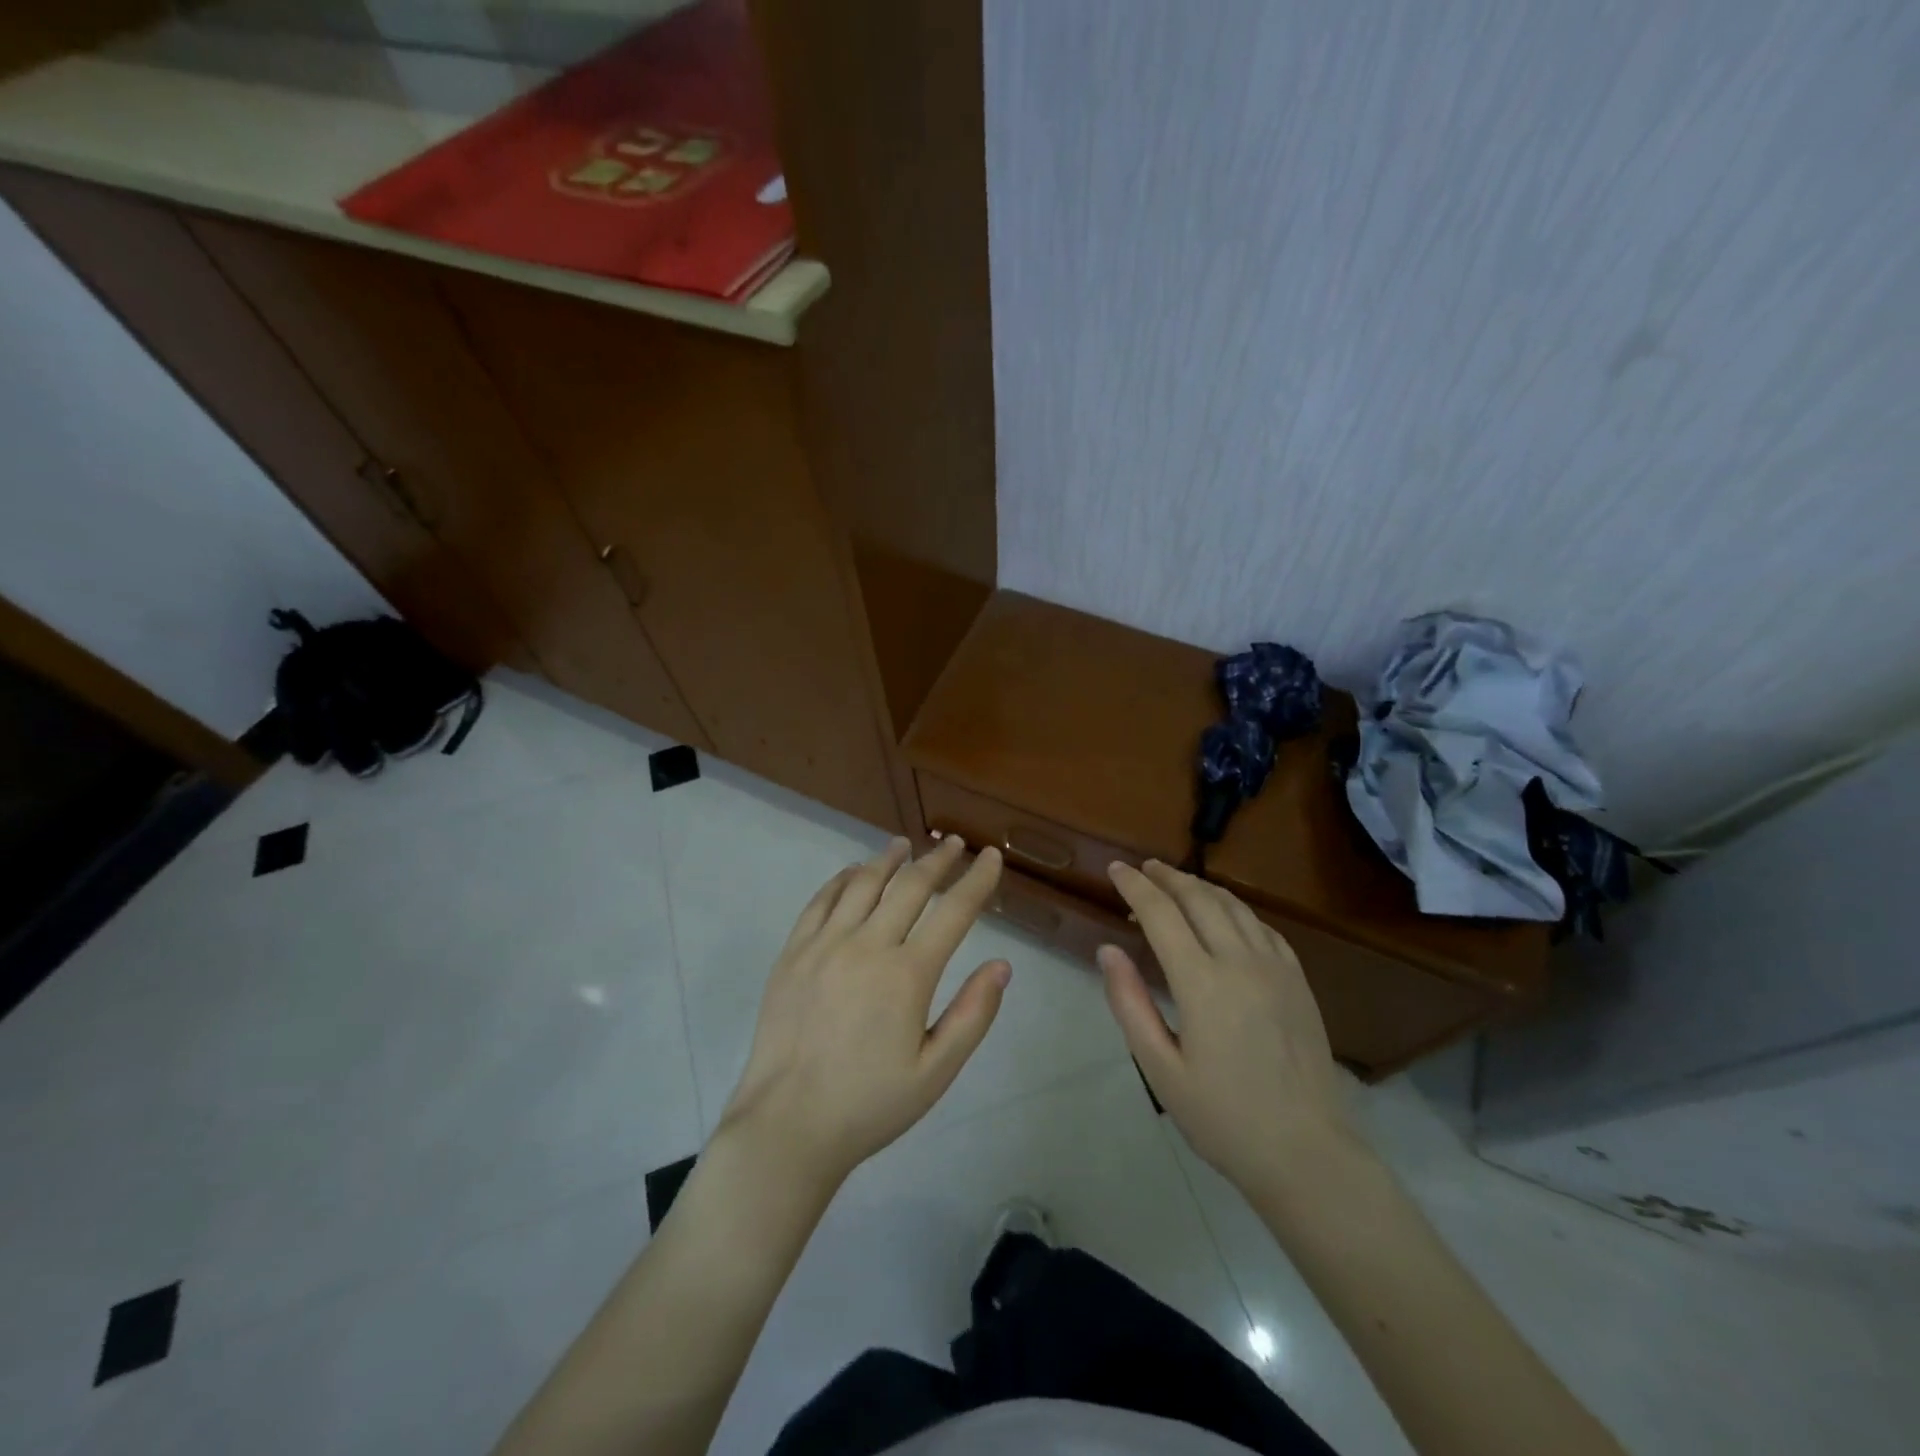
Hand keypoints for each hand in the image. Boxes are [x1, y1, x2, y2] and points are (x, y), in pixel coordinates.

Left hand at [718, 836, 1009, 1188]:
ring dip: (888, 860)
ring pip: (863, 883)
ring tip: (904, 845)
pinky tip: (853, 872)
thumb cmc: (869, 1104)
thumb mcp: (935, 1072)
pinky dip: (842, 879)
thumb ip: (973, 1015)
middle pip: (910, 886)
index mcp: (907, 975)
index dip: (977, 880)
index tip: (991, 856)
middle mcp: (868, 946)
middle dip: (937, 861)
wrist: (787, 1124)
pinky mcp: (793, 952)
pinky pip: (821, 900)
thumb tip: (1002, 965)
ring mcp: (825, 944)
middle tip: (952, 843)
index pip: (954, 912)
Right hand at [1098, 860, 1358, 1197]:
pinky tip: (1226, 916)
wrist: (1306, 1154)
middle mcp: (1241, 962)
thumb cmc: (1223, 1118)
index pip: (1161, 914)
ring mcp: (1276, 969)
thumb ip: (1130, 1004)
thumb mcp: (1160, 1069)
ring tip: (1177, 882)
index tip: (1116, 868)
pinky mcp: (1298, 981)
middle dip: (1167, 877)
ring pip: (1234, 906)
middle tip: (1143, 868)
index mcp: (1202, 983)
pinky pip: (1263, 927)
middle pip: (1200, 899)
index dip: (1135, 886)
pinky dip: (1236, 909)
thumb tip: (1108, 950)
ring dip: (1201, 887)